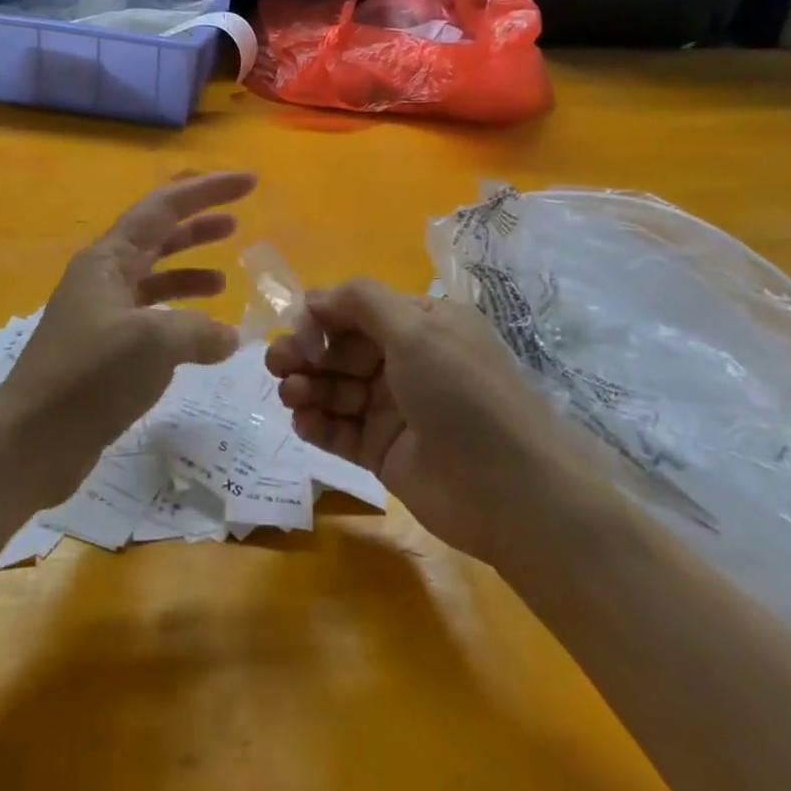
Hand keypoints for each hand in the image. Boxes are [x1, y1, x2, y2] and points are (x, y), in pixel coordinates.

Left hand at [0, 171, 257, 504]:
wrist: (31, 442)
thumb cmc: (89, 377)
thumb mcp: (153, 343)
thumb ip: (199, 330)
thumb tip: (227, 337)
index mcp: (108, 259)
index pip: (164, 207)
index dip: (207, 190)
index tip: (249, 181)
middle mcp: (104, 277)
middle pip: (158, 235)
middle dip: (198, 222)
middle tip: (239, 217)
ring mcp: (102, 314)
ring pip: (155, 277)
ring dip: (189, 270)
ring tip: (226, 277)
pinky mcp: (105, 350)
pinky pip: (151, 317)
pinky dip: (180, 317)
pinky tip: (205, 335)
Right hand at [265, 279, 582, 563]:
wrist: (512, 491)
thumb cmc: (462, 395)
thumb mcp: (416, 329)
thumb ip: (361, 302)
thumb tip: (315, 298)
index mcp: (420, 324)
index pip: (356, 309)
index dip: (322, 317)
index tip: (297, 331)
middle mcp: (406, 361)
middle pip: (341, 348)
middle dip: (306, 352)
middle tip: (277, 364)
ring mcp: (394, 408)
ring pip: (336, 388)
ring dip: (307, 386)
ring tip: (290, 395)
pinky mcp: (384, 451)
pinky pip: (340, 430)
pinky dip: (317, 423)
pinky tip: (302, 423)